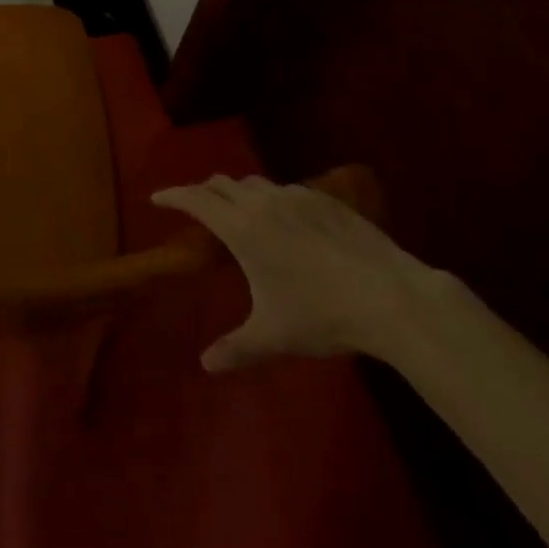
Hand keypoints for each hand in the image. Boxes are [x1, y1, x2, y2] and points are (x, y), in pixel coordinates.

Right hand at [152, 174, 424, 370]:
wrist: (390, 296)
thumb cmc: (322, 314)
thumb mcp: (274, 336)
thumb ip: (236, 348)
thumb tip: (206, 365)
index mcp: (241, 227)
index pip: (195, 199)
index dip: (173, 196)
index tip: (158, 198)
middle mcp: (262, 202)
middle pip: (221, 183)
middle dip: (203, 191)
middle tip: (196, 207)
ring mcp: (296, 197)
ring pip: (255, 183)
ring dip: (238, 192)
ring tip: (240, 212)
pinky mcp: (325, 200)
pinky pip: (286, 190)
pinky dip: (272, 198)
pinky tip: (287, 220)